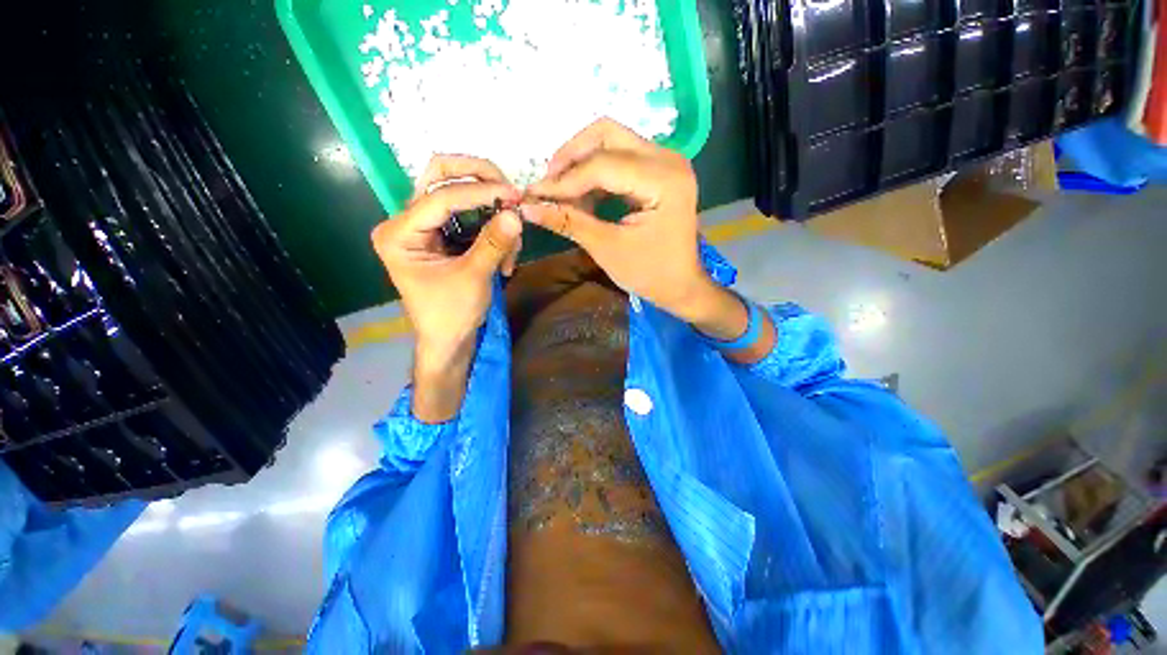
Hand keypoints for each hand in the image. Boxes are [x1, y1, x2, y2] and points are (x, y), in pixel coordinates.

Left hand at [371, 155, 521, 419]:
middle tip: (509, 191)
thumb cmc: (451, 315)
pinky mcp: (443, 234)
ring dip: (491, 210)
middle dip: (478, 178)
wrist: (448, 340)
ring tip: (511, 245)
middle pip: (439, 175)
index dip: (480, 193)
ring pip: (457, 192)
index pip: (440, 197)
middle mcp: (407, 221)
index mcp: (400, 233)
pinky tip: (506, 256)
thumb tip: (516, 212)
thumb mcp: (474, 279)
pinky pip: (469, 215)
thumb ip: (493, 244)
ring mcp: (426, 226)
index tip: (514, 196)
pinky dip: (491, 227)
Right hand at [521, 118, 719, 323]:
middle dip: (570, 156)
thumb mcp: (607, 249)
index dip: (564, 180)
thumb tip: (527, 207)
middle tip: (548, 184)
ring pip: (612, 142)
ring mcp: (665, 162)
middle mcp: (667, 159)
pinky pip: (619, 159)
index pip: (602, 165)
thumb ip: (568, 222)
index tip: (534, 194)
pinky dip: (595, 174)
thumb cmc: (649, 273)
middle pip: (607, 135)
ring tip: (561, 194)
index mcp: (663, 180)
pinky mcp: (658, 171)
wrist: (680, 285)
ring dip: (581, 163)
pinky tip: (581, 196)